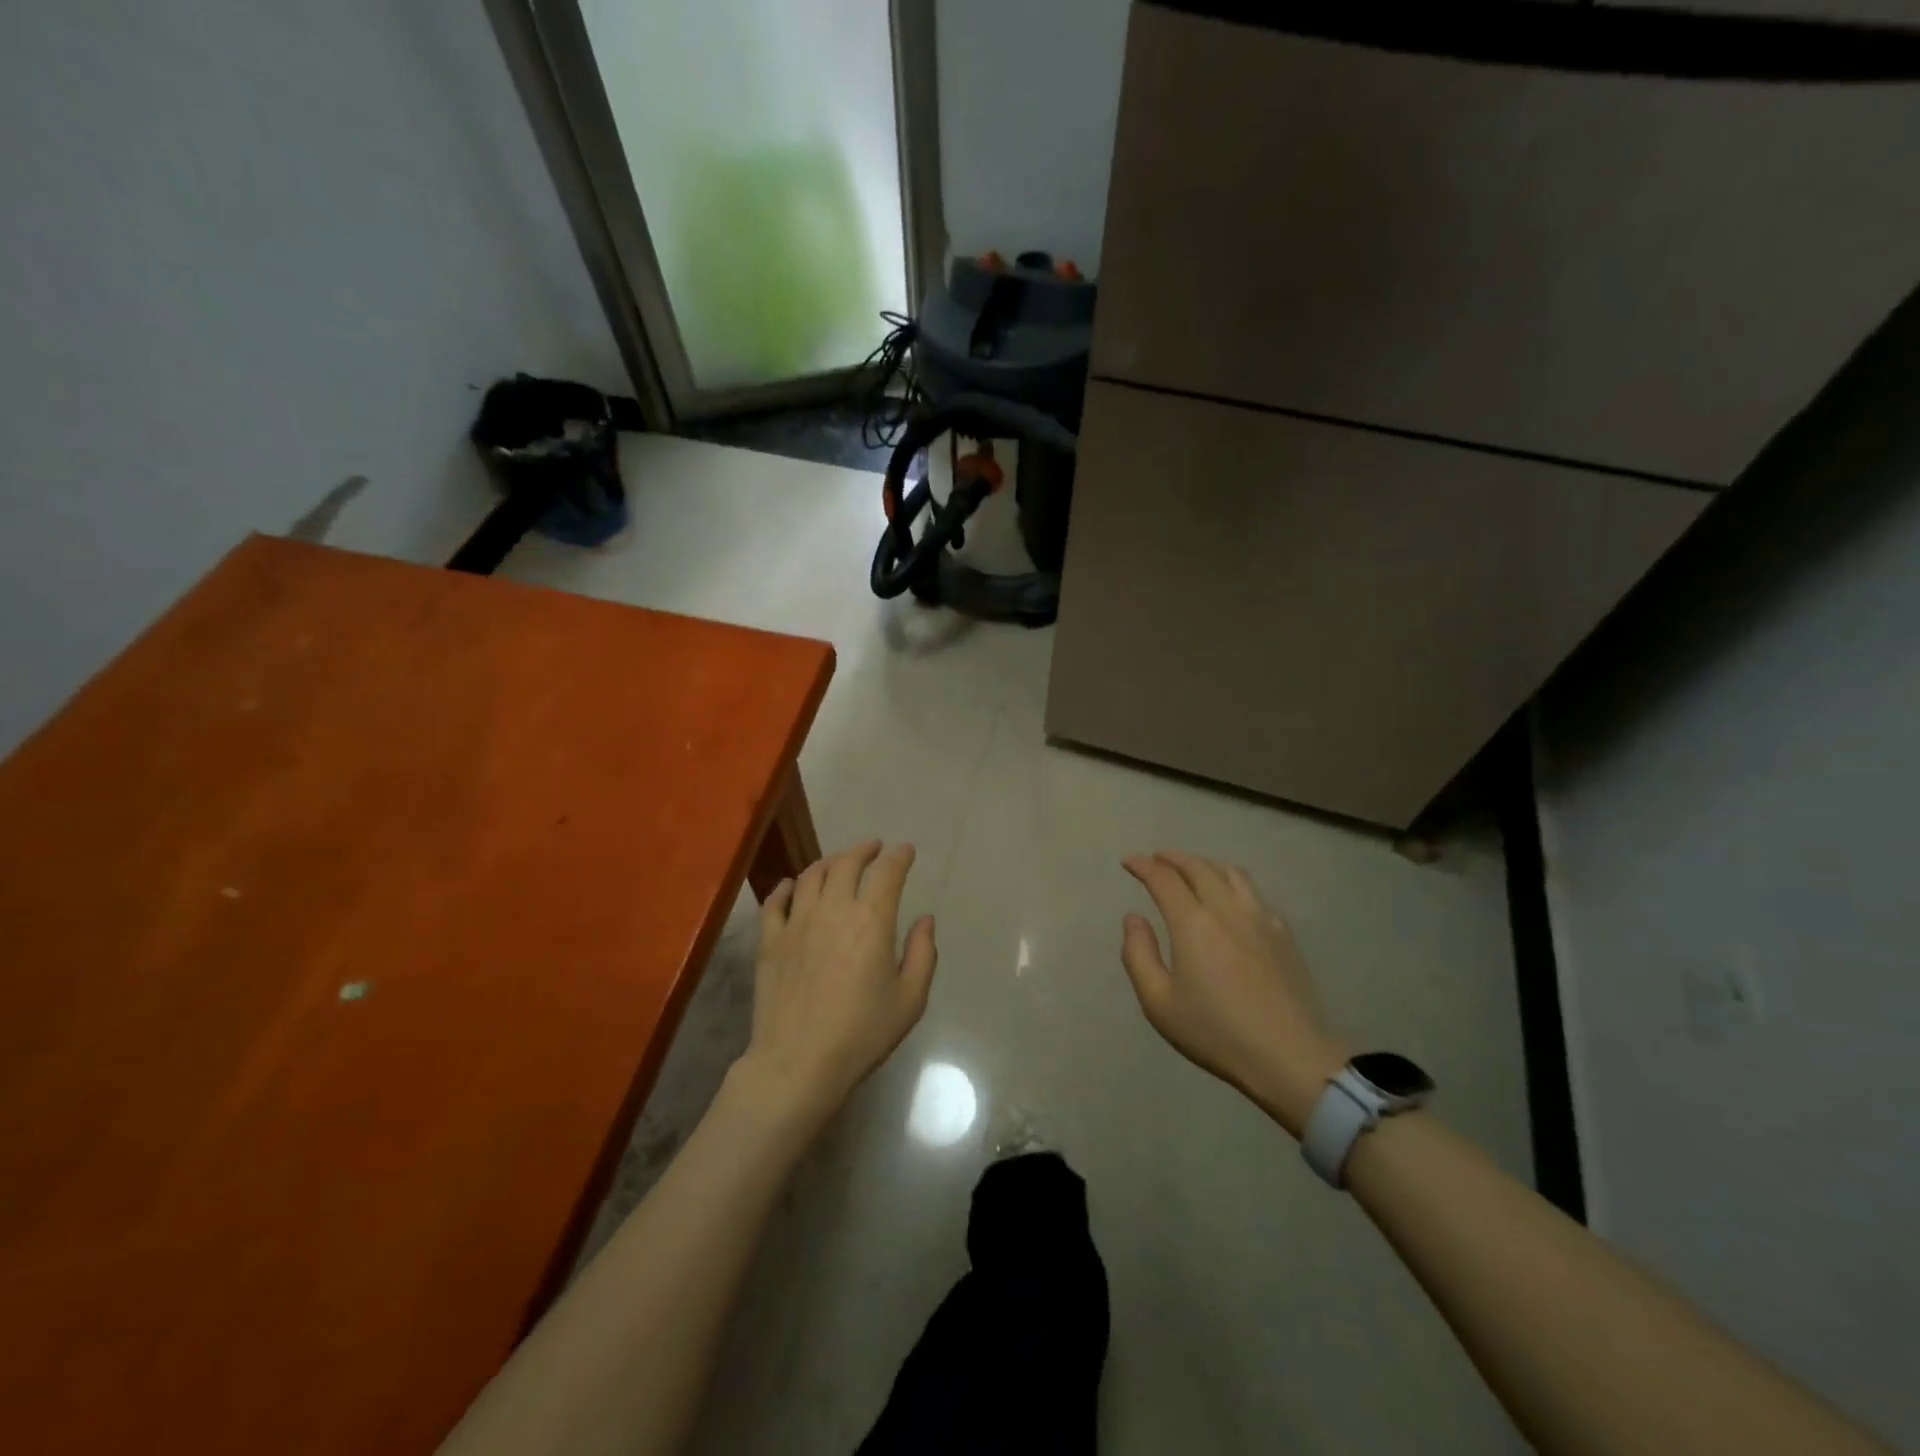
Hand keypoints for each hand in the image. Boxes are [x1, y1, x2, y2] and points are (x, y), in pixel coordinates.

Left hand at [738, 841, 937, 1128]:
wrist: (798, 1062)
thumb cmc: (862, 1033)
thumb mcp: (910, 999)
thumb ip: (923, 953)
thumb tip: (925, 919)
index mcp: (871, 920)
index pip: (887, 873)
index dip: (899, 857)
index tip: (905, 851)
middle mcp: (833, 909)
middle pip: (846, 864)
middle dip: (863, 850)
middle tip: (873, 848)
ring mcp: (796, 922)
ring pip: (810, 876)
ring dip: (828, 862)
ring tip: (838, 863)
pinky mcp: (770, 940)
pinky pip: (774, 901)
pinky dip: (785, 886)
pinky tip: (790, 885)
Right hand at [1121, 851, 1347, 1138]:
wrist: (1290, 1056)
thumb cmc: (1216, 1032)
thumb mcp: (1159, 1003)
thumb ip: (1138, 955)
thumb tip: (1134, 918)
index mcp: (1193, 923)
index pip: (1164, 879)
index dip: (1143, 866)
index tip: (1129, 862)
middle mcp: (1226, 909)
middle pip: (1198, 867)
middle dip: (1173, 858)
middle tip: (1156, 860)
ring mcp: (1260, 918)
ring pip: (1231, 873)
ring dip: (1205, 864)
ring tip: (1192, 870)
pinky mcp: (1283, 933)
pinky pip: (1254, 892)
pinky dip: (1232, 883)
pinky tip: (1230, 898)